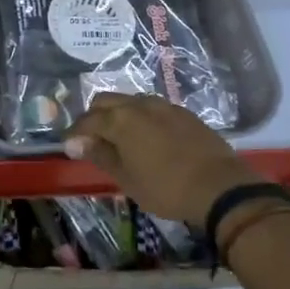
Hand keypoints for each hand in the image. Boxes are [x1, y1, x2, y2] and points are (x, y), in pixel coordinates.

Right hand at [64, 93, 248, 226]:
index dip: (75, 134)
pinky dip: (140, 117)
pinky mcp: (183, 113)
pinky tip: (146, 137)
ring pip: (130, 101)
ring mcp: (163, 105)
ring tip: (119, 138)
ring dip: (118, 114)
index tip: (69, 147)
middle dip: (94, 117)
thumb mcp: (127, 178)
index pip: (87, 121)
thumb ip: (100, 155)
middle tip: (92, 140)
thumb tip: (75, 142)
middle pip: (106, 101)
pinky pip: (151, 108)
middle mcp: (139, 104)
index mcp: (120, 120)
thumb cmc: (166, 188)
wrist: (220, 187)